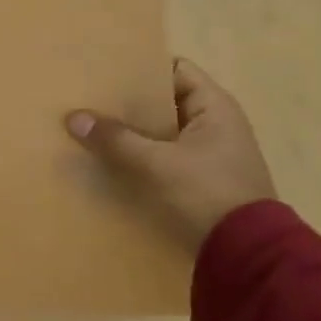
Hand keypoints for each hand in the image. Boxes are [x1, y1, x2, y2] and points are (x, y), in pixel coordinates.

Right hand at [65, 58, 274, 251]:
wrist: (246, 254)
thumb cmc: (208, 193)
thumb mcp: (157, 163)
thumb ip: (116, 139)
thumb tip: (74, 117)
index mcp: (215, 107)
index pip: (176, 69)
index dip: (143, 66)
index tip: (105, 69)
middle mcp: (214, 125)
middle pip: (164, 101)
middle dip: (128, 102)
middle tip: (88, 98)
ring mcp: (207, 155)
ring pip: (160, 133)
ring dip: (130, 132)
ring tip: (90, 128)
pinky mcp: (198, 181)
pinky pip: (161, 158)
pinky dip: (138, 156)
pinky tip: (107, 161)